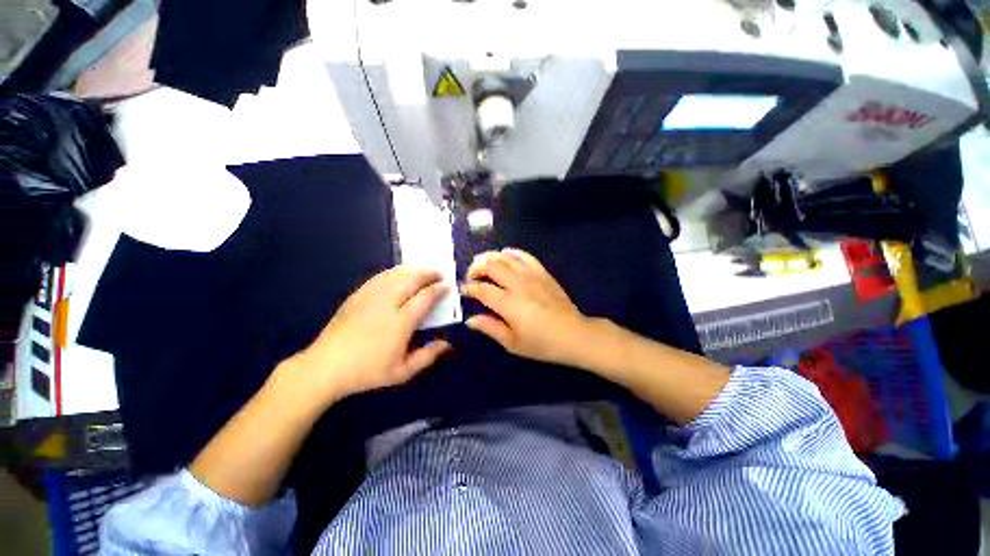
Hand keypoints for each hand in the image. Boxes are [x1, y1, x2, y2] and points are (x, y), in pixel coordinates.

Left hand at [284, 267, 451, 403]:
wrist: (326, 367)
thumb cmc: (367, 371)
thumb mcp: (402, 372)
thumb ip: (427, 356)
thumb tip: (447, 344)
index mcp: (401, 322)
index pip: (425, 297)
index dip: (438, 289)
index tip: (447, 286)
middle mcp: (387, 304)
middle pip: (411, 280)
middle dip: (428, 274)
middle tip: (439, 273)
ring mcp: (370, 297)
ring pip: (396, 275)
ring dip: (413, 270)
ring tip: (423, 270)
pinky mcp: (357, 296)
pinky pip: (379, 277)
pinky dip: (394, 272)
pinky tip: (399, 273)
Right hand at [461, 248, 592, 365]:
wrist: (574, 334)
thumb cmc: (542, 343)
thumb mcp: (513, 343)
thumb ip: (490, 328)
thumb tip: (470, 320)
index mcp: (509, 304)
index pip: (482, 289)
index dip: (469, 288)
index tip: (464, 291)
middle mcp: (518, 285)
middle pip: (491, 266)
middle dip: (476, 267)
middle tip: (472, 275)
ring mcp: (532, 275)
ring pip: (505, 257)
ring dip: (490, 257)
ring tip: (483, 264)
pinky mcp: (542, 272)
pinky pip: (525, 255)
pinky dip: (512, 252)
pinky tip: (505, 254)